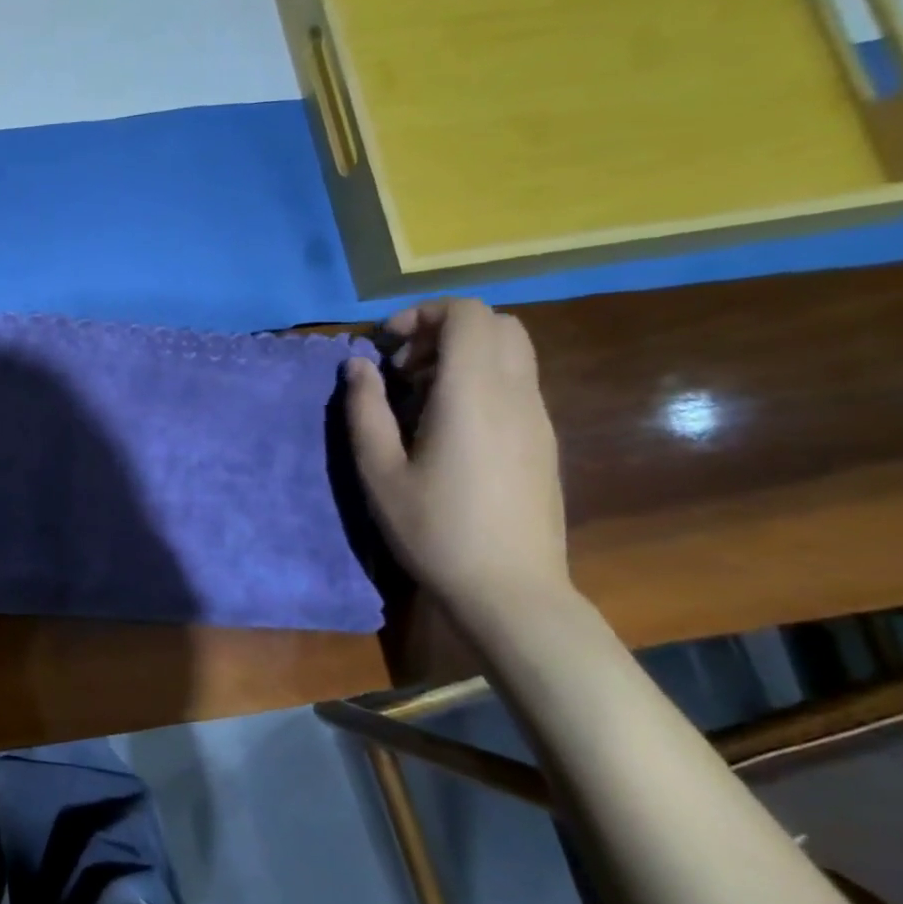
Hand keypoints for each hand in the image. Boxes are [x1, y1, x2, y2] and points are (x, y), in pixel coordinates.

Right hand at [342, 297, 570, 615]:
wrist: (510, 589)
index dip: (423, 313)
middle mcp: (515, 394)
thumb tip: (358, 365)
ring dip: (463, 355)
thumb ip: (365, 409)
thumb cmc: (434, 530)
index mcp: (473, 394)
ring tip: (420, 396)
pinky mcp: (543, 440)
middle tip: (404, 367)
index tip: (386, 345)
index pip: (468, 314)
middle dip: (444, 329)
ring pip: (512, 352)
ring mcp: (537, 417)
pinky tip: (447, 425)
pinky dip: (481, 379)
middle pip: (496, 324)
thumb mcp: (380, 471)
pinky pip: (517, 383)